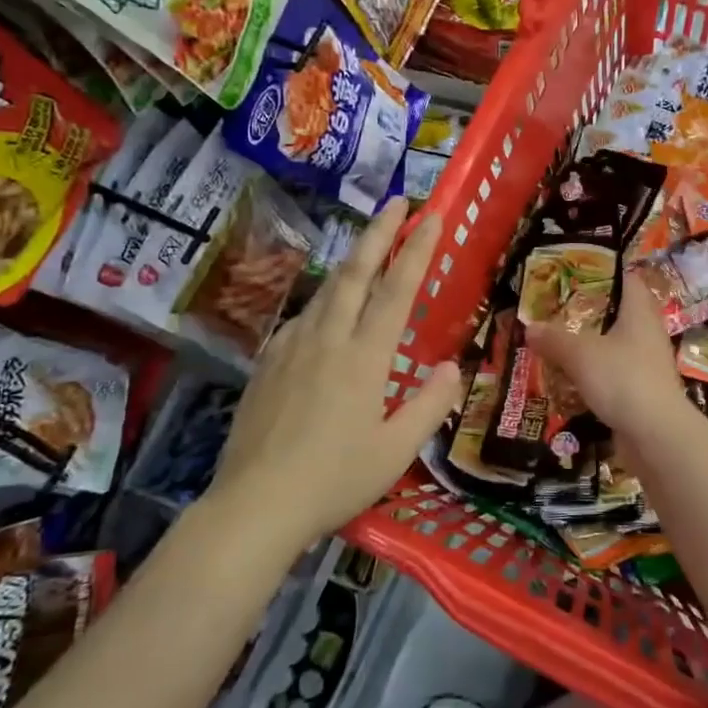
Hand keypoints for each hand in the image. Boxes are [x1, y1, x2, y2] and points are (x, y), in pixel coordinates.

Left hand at [211, 199, 461, 550]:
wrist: (256, 504)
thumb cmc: (335, 479)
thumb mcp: (396, 450)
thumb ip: (429, 404)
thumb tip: (451, 366)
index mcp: (364, 357)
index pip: (397, 289)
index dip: (417, 248)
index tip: (432, 215)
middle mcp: (327, 339)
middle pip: (355, 272)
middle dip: (379, 232)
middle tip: (397, 202)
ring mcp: (292, 347)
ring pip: (325, 291)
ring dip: (351, 263)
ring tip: (368, 252)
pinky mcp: (267, 363)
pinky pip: (302, 319)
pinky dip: (324, 303)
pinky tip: (326, 316)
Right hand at [526, 272, 687, 433]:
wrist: (656, 435)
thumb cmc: (622, 379)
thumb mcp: (580, 354)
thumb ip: (554, 338)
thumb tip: (530, 327)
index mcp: (639, 313)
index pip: (628, 280)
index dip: (604, 273)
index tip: (575, 274)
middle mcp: (648, 333)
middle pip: (618, 314)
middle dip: (589, 314)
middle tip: (557, 312)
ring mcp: (648, 364)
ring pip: (616, 346)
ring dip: (591, 347)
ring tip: (558, 346)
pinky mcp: (644, 392)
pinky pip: (615, 375)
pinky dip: (596, 375)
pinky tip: (572, 381)